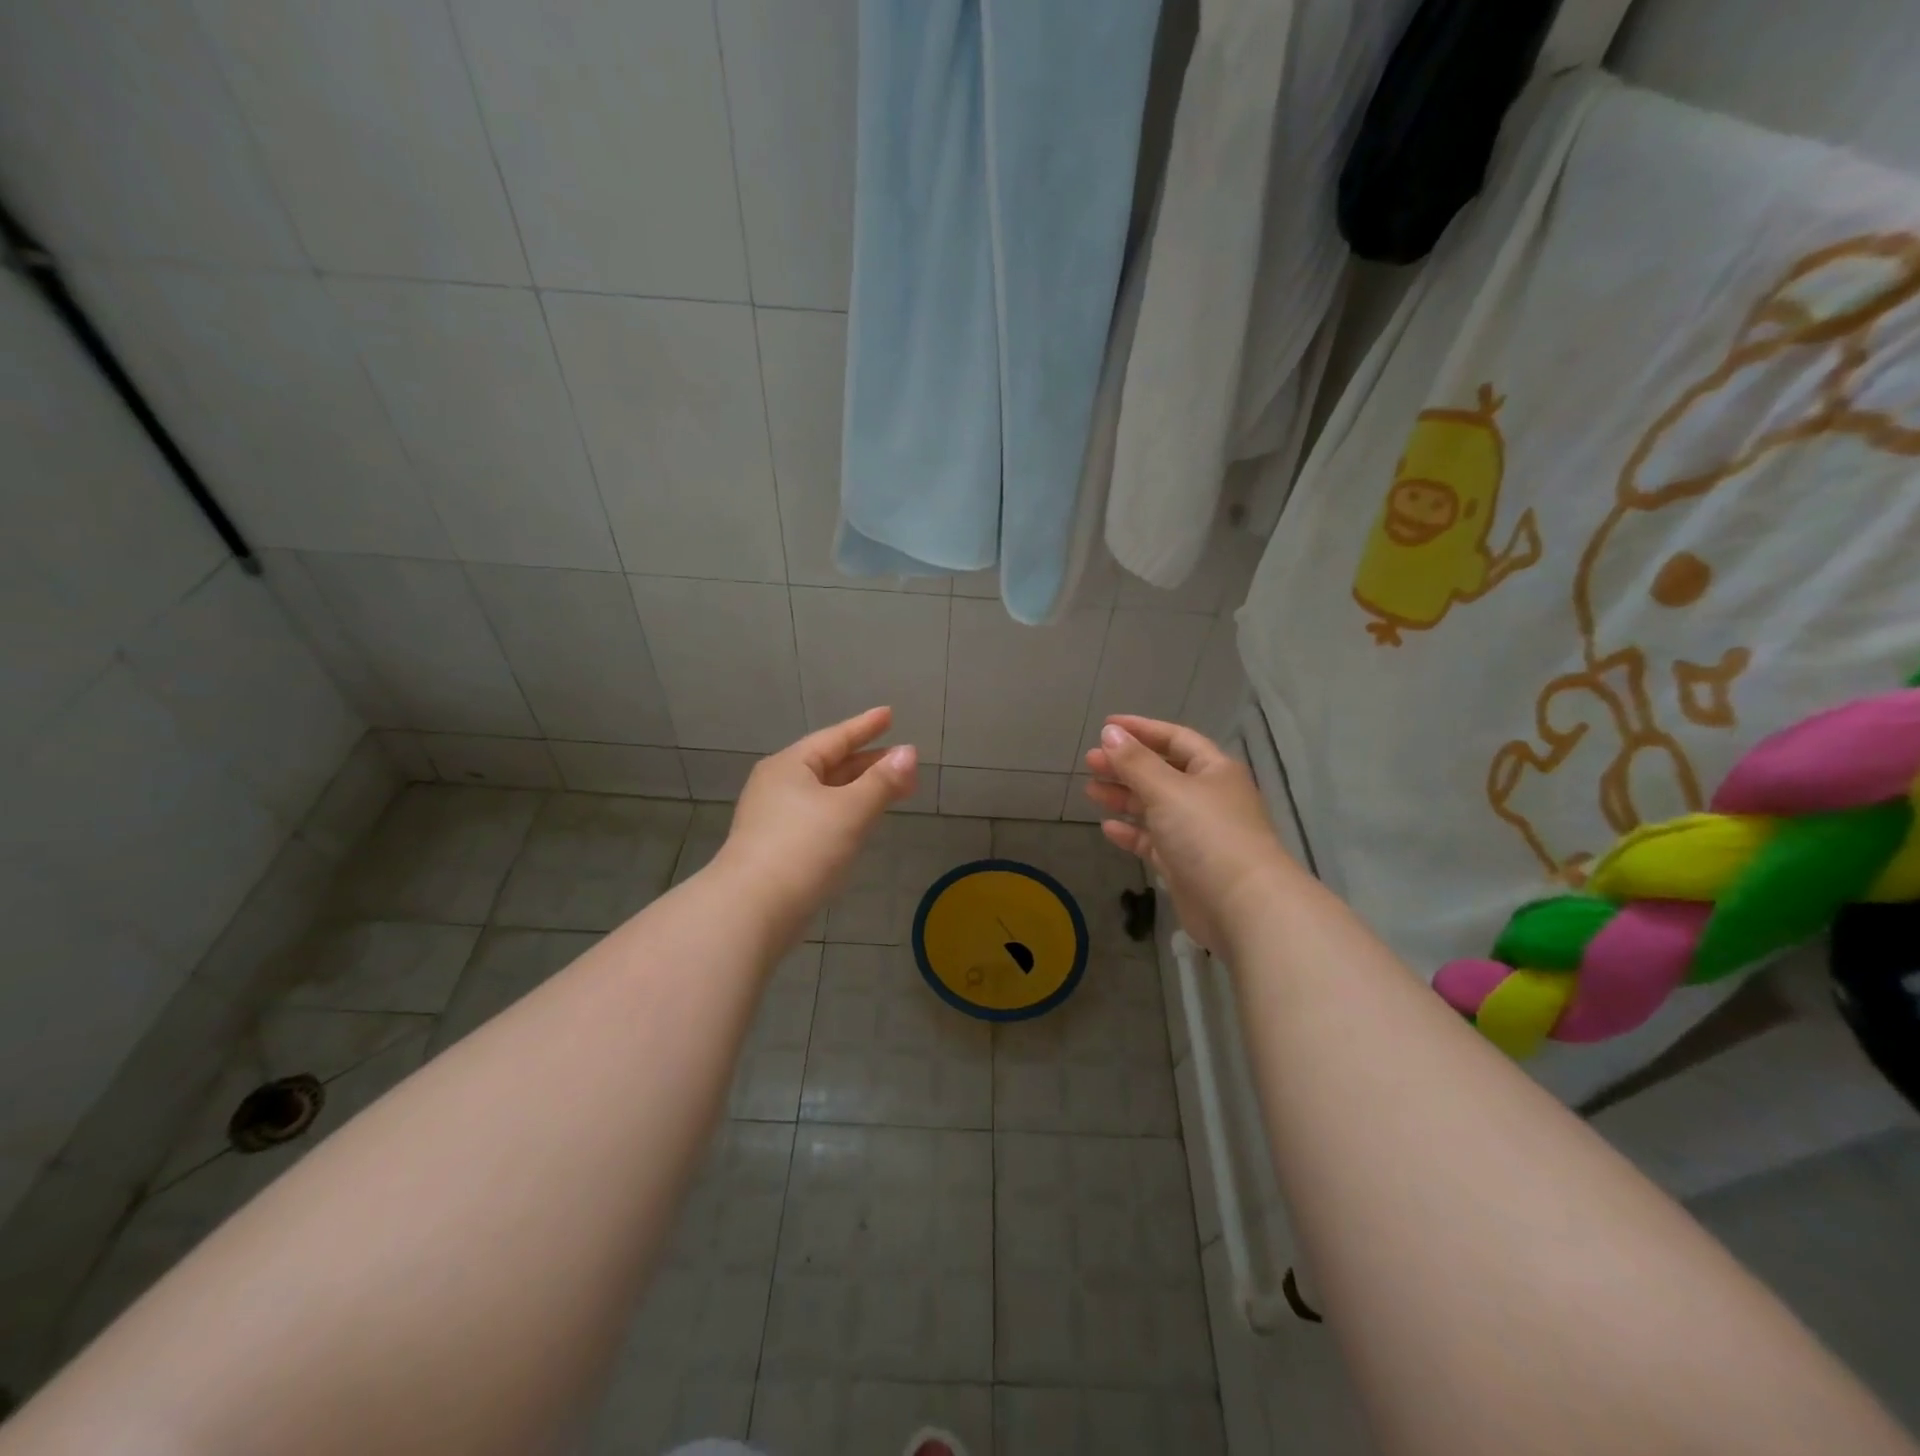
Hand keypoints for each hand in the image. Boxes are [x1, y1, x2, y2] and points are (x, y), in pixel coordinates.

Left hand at [718, 706, 917, 940]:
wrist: (752, 910)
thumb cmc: (804, 848)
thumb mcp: (851, 810)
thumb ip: (882, 781)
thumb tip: (909, 753)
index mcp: (790, 766)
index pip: (835, 738)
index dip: (865, 727)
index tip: (889, 715)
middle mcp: (778, 785)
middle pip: (830, 765)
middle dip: (869, 763)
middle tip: (903, 761)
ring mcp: (774, 818)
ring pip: (825, 793)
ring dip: (859, 789)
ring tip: (891, 790)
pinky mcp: (777, 847)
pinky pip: (819, 817)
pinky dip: (845, 812)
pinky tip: (860, 823)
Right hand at [1084, 715, 1292, 955]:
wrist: (1242, 906)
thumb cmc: (1207, 834)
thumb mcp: (1167, 790)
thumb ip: (1135, 762)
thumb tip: (1110, 732)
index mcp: (1213, 770)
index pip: (1175, 738)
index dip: (1141, 729)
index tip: (1106, 726)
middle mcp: (1207, 797)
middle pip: (1161, 772)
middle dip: (1126, 765)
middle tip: (1090, 762)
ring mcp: (1197, 833)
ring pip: (1155, 807)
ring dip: (1124, 797)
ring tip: (1090, 790)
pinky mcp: (1185, 864)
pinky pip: (1154, 841)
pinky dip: (1132, 832)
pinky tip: (1107, 827)